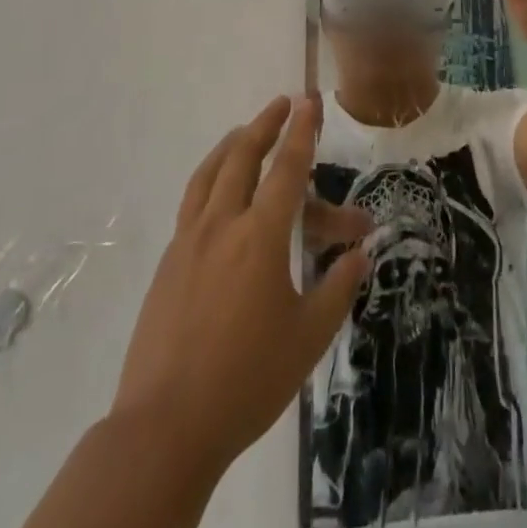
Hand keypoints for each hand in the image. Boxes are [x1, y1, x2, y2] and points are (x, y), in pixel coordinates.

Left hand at [112, 96, 369, 478]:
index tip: (309, 101)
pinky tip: (217, 190)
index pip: (286, 168)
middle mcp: (222, 225)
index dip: (302, 131)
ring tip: (246, 131)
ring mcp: (189, 241)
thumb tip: (360, 254)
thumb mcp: (308, 337)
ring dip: (232, 145)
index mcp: (260, 237)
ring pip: (210, 173)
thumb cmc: (247, 380)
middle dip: (266, 125)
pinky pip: (193, 200)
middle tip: (283, 104)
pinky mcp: (169, 262)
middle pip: (243, 157)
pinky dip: (210, 177)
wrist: (165, 426)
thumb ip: (338, 288)